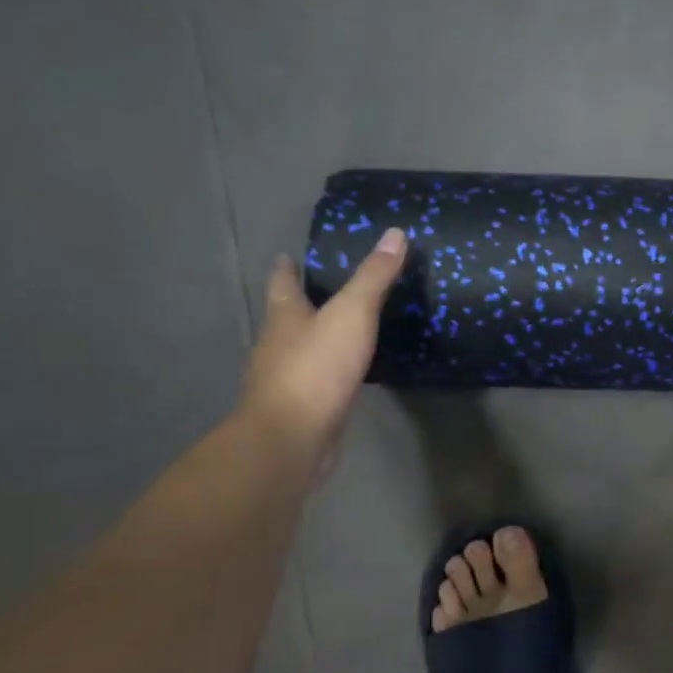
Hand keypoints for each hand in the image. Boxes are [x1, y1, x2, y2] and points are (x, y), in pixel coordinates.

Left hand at [238, 228, 406, 483]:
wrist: (291, 439)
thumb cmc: (316, 368)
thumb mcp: (351, 315)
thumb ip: (373, 277)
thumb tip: (394, 233)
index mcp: (284, 317)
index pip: (282, 283)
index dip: (286, 268)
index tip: (288, 256)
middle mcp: (278, 346)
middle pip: (288, 317)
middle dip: (304, 303)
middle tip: (330, 289)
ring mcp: (286, 381)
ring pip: (302, 351)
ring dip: (319, 339)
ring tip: (347, 330)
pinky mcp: (302, 410)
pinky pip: (319, 382)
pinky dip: (331, 373)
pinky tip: (350, 374)